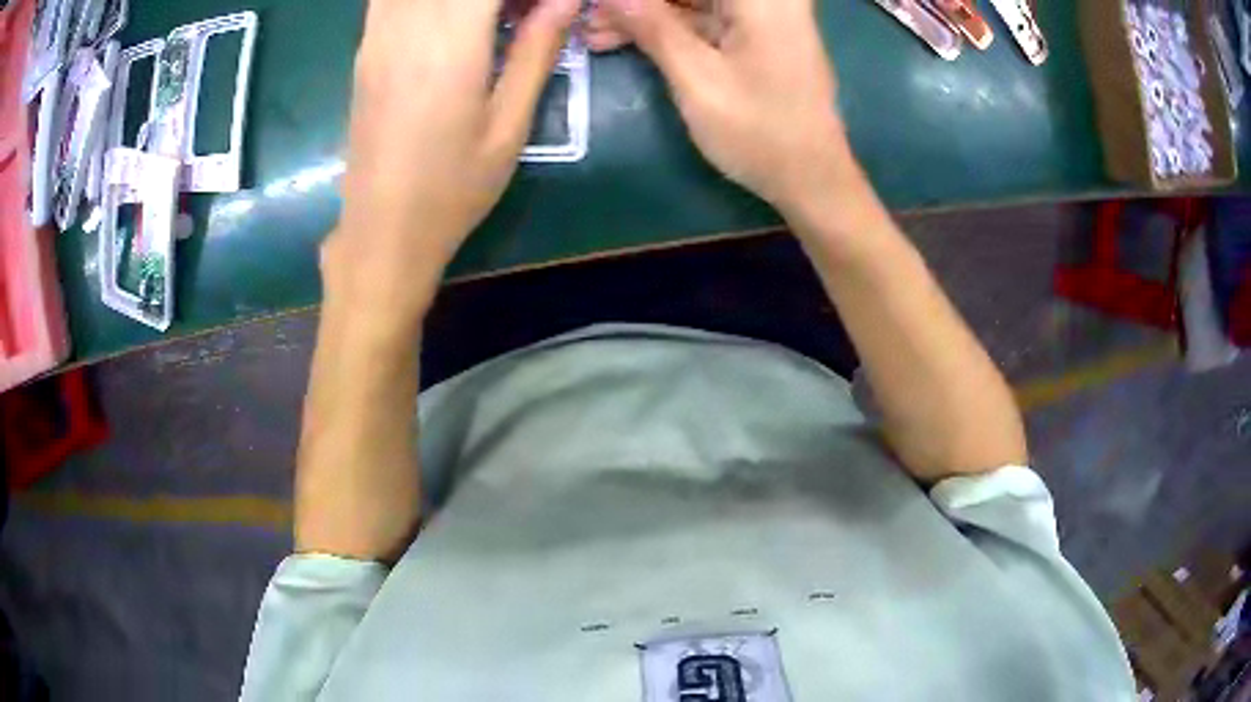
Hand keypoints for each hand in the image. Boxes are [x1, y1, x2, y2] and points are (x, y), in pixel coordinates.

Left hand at [324, 0, 581, 324]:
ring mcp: (377, 36)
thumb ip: (536, 51)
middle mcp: (407, 26)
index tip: (546, 8)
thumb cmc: (453, 188)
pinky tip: (451, 20)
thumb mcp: (510, 126)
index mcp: (451, 43)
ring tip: (491, 19)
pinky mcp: (364, 50)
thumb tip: (565, 0)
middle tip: (524, 13)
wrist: (383, 229)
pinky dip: (426, 1)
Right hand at [591, 0, 851, 216]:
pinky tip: (621, 38)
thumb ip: (651, 25)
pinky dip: (665, 28)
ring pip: (690, 0)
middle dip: (635, 2)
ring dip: (643, 14)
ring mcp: (762, 14)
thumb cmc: (758, 131)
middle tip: (588, 17)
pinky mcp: (755, 33)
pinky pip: (701, 17)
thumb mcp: (696, 77)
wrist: (810, 178)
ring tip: (592, 32)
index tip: (599, 5)